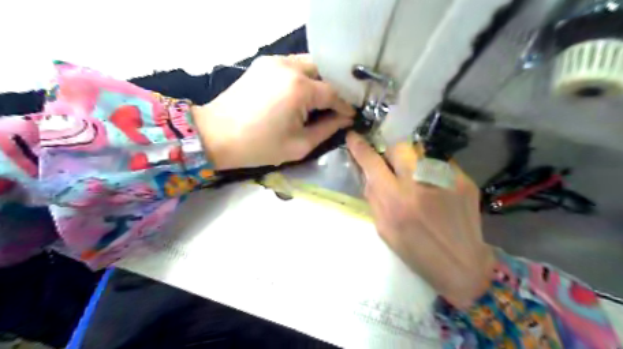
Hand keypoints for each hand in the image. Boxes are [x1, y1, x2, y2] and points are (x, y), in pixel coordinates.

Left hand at [192, 53, 354, 169]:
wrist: (216, 135)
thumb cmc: (259, 146)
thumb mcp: (299, 144)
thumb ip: (327, 129)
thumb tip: (345, 119)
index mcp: (299, 89)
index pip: (333, 93)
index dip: (345, 106)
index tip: (351, 116)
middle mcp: (289, 67)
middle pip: (324, 71)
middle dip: (334, 89)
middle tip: (337, 108)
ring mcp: (274, 61)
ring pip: (308, 65)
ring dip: (318, 82)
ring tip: (320, 102)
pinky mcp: (263, 63)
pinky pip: (292, 65)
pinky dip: (302, 78)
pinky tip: (301, 95)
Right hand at [346, 131, 497, 307]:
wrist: (462, 265)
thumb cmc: (416, 251)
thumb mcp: (384, 229)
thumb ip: (374, 198)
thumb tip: (369, 173)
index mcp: (395, 201)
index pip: (372, 163)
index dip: (360, 147)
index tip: (354, 137)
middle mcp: (419, 185)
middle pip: (399, 147)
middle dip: (391, 152)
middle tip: (393, 165)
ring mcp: (445, 180)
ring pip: (421, 152)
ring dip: (413, 162)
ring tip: (418, 180)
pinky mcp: (464, 181)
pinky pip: (440, 163)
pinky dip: (432, 172)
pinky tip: (437, 189)